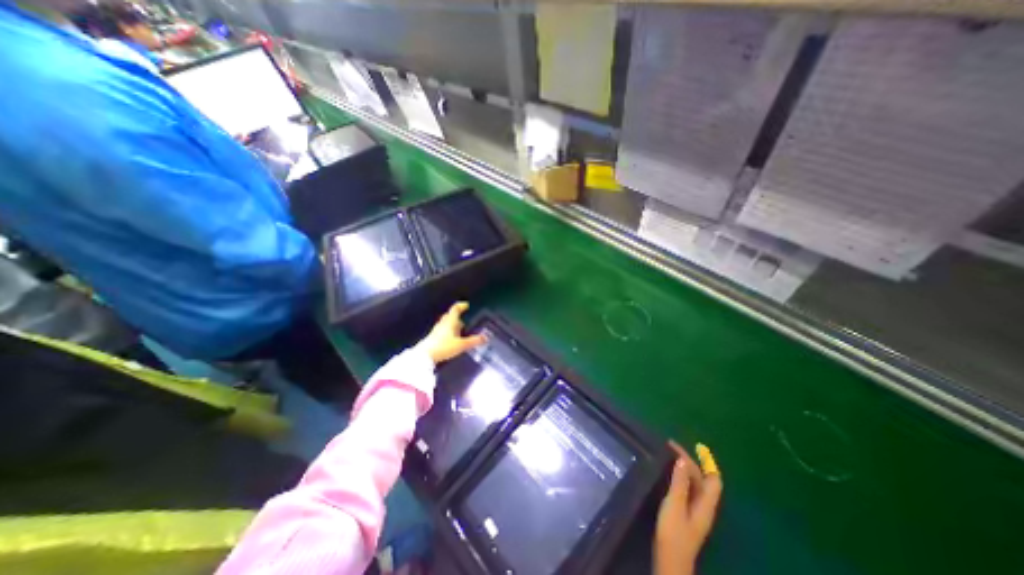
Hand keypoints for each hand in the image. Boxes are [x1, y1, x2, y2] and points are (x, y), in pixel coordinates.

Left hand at [422, 301, 488, 362]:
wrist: (424, 356)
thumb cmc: (443, 347)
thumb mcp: (461, 345)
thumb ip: (474, 341)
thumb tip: (486, 337)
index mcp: (450, 321)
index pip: (455, 309)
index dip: (461, 306)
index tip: (467, 305)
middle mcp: (443, 323)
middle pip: (450, 316)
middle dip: (458, 317)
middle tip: (466, 320)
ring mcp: (437, 330)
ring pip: (446, 324)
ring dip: (453, 325)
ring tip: (461, 331)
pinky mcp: (433, 338)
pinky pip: (443, 331)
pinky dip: (449, 332)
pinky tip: (453, 339)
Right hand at [652, 441, 722, 573]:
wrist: (670, 560)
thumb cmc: (674, 532)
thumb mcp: (675, 504)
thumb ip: (680, 482)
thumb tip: (683, 459)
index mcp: (705, 504)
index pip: (713, 479)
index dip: (708, 462)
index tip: (697, 446)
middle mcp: (703, 506)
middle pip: (702, 479)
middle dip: (690, 461)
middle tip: (670, 446)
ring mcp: (694, 510)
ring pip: (693, 484)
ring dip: (684, 468)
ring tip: (668, 455)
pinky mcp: (685, 513)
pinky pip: (686, 489)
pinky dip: (680, 477)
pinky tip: (668, 474)